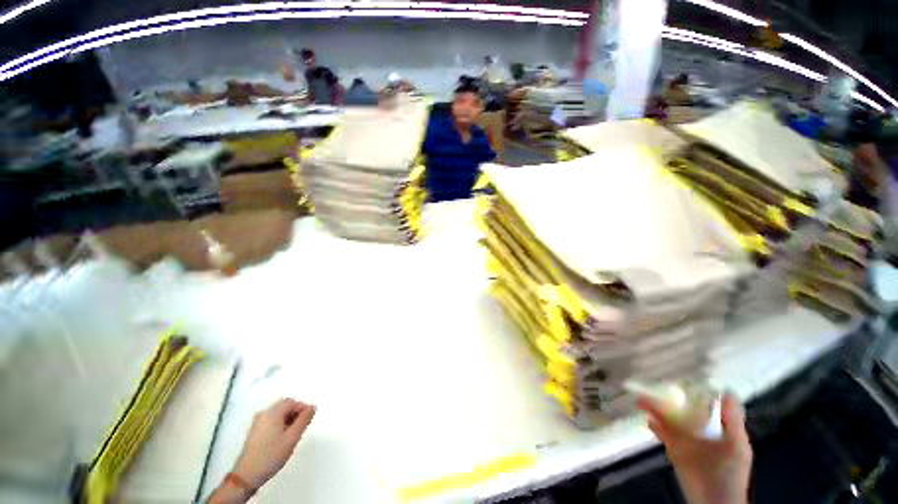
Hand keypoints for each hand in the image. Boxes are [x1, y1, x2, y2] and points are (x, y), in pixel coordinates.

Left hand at [233, 398, 316, 488]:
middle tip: (302, 426)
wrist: (247, 476)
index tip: (309, 418)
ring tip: (293, 434)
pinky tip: (282, 438)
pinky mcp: (255, 431)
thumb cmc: (271, 455)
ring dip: (288, 419)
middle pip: (284, 406)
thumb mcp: (292, 438)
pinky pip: (272, 420)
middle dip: (296, 413)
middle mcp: (263, 414)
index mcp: (272, 413)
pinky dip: (280, 424)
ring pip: (278, 414)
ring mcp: (257, 423)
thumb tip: (312, 407)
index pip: (292, 402)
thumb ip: (304, 420)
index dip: (303, 407)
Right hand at [638, 393, 751, 503]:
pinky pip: (661, 433)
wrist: (714, 501)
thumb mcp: (737, 445)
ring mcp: (685, 440)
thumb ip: (732, 421)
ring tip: (642, 397)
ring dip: (656, 408)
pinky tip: (646, 418)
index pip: (707, 405)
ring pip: (669, 418)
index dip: (697, 391)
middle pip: (683, 409)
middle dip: (671, 397)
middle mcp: (701, 431)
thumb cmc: (730, 471)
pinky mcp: (673, 449)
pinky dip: (654, 425)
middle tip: (657, 382)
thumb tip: (727, 391)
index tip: (684, 376)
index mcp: (718, 428)